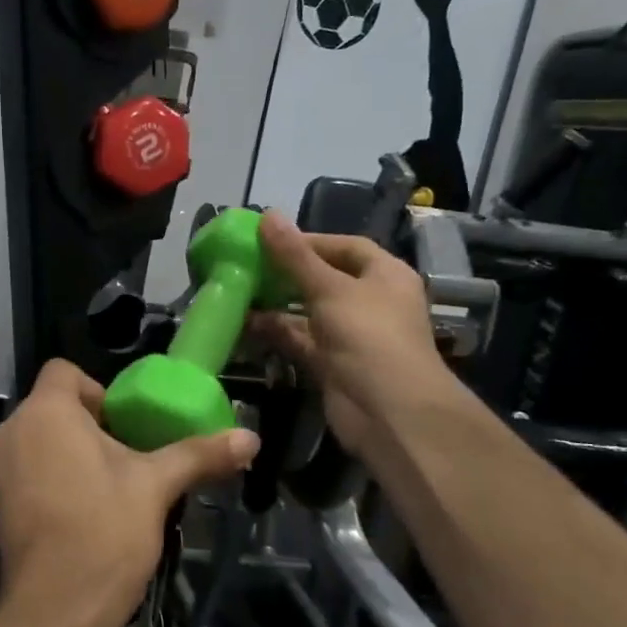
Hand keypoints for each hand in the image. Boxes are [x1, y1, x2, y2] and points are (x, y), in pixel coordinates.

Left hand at [0, 360, 258, 626]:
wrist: (55, 609)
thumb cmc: (104, 532)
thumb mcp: (156, 486)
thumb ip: (199, 454)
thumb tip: (251, 438)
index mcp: (45, 412)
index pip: (64, 371)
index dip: (100, 389)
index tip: (128, 423)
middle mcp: (14, 430)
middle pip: (56, 405)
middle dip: (94, 423)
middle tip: (132, 454)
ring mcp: (1, 466)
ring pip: (43, 438)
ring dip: (77, 450)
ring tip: (116, 483)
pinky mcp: (0, 498)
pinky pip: (31, 466)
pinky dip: (57, 473)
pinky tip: (89, 508)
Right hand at [249, 211, 453, 456]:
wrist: (389, 412)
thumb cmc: (368, 336)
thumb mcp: (329, 288)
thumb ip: (294, 255)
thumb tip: (267, 214)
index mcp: (384, 275)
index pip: (345, 247)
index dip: (308, 241)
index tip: (268, 240)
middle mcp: (369, 302)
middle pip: (323, 278)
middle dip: (286, 273)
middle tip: (246, 265)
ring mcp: (350, 335)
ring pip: (307, 311)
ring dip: (276, 304)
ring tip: (237, 291)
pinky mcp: (331, 363)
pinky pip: (299, 340)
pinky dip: (275, 332)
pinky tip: (244, 323)